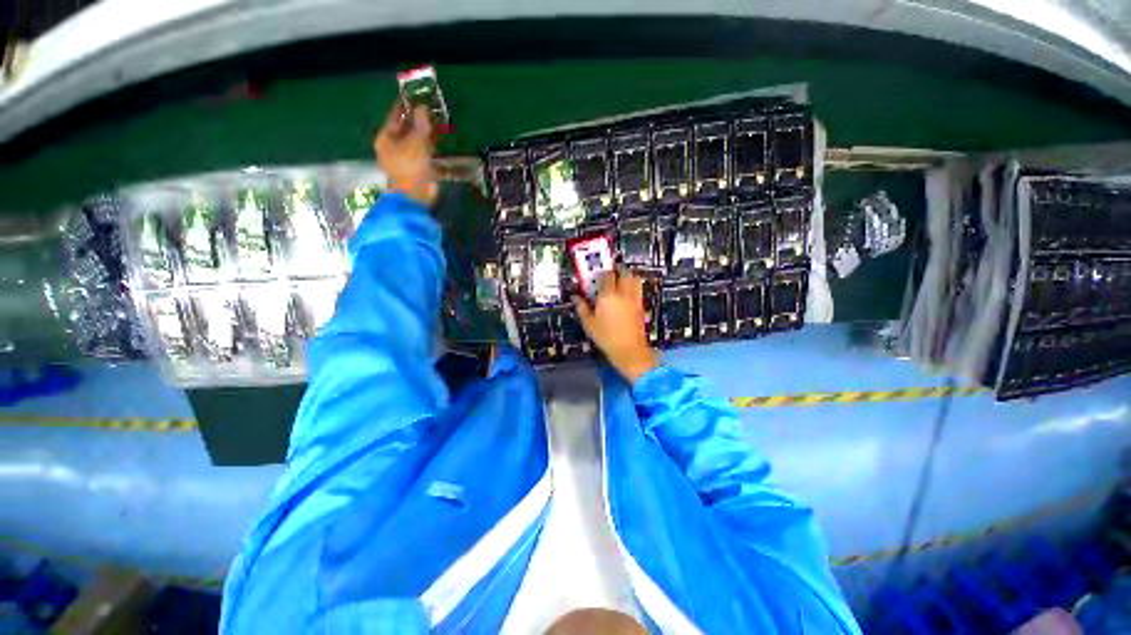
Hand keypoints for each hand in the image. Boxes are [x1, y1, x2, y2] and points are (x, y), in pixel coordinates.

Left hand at [374, 101, 437, 205]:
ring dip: (425, 136)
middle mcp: (392, 148)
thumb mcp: (416, 140)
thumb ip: (420, 123)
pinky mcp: (416, 171)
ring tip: (435, 128)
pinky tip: (437, 145)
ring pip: (415, 143)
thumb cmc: (410, 166)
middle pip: (405, 130)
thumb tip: (422, 106)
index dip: (405, 107)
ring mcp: (404, 160)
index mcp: (385, 138)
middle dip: (417, 122)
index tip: (415, 97)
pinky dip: (429, 150)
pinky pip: (423, 155)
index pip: (395, 117)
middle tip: (429, 112)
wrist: (415, 195)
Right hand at [573, 268, 658, 382]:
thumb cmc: (606, 337)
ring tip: (621, 279)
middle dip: (617, 270)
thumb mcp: (589, 324)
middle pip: (624, 272)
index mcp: (608, 296)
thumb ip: (582, 307)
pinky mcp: (641, 306)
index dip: (601, 273)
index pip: (606, 276)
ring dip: (628, 275)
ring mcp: (634, 299)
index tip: (597, 275)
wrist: (629, 350)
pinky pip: (638, 289)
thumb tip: (575, 297)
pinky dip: (633, 286)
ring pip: (634, 278)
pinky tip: (627, 293)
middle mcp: (623, 293)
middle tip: (610, 272)